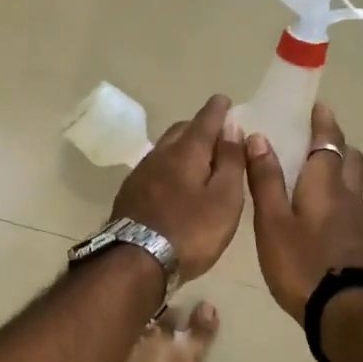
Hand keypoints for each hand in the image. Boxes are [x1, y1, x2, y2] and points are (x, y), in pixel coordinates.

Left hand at [111, 94, 246, 281]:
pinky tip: (174, 180)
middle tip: (216, 132)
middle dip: (199, 126)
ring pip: (165, 148)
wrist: (135, 261)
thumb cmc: (190, 231)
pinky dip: (169, 164)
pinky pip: (155, 167)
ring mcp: (141, 173)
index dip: (217, 110)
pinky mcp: (130, 192)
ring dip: (182, 145)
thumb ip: (230, 161)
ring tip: (197, 156)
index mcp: (187, 152)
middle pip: (181, 130)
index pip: (205, 120)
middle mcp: (161, 154)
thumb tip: (232, 126)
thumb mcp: (224, 198)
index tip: (224, 101)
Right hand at [246, 102, 362, 320]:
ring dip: (337, 170)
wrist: (345, 313)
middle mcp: (347, 195)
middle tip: (313, 139)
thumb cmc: (302, 262)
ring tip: (310, 175)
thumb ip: (266, 179)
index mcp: (326, 183)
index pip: (329, 141)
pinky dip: (335, 196)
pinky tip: (316, 213)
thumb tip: (259, 137)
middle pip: (350, 158)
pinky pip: (348, 206)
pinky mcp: (358, 243)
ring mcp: (357, 221)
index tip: (317, 106)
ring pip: (351, 183)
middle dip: (335, 143)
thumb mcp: (273, 221)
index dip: (323, 122)